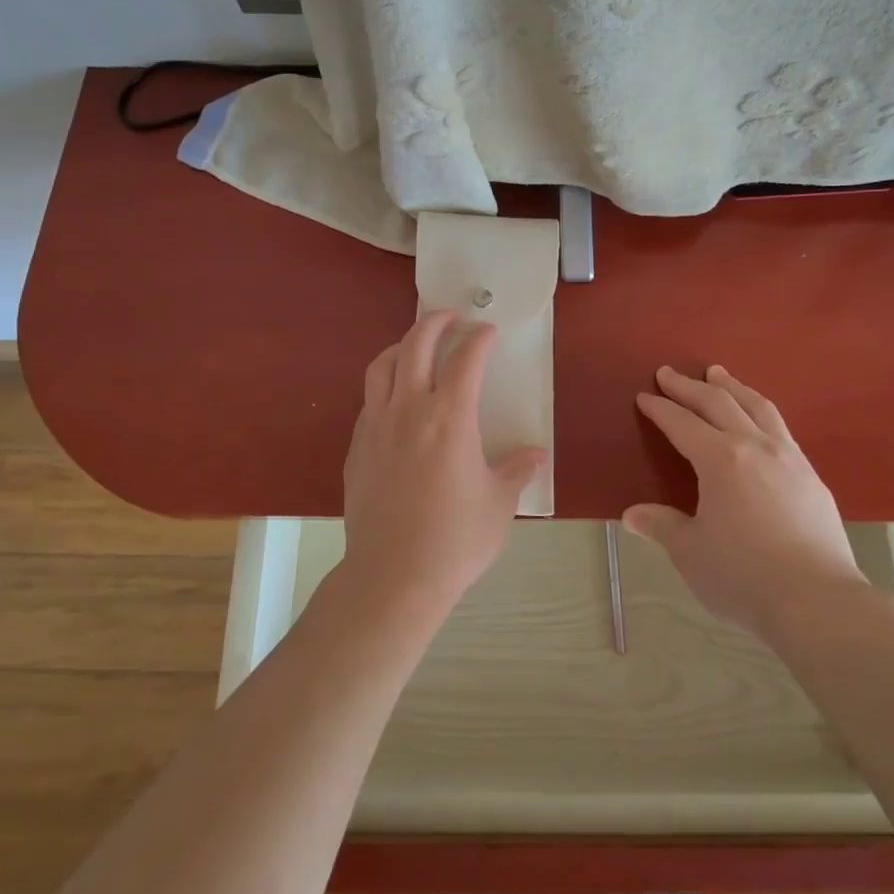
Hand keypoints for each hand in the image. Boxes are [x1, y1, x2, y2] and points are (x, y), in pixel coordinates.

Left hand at [340, 310, 548, 617]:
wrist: (392, 577)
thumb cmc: (455, 540)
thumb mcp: (499, 505)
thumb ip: (517, 471)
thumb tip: (536, 455)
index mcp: (450, 417)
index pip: (466, 359)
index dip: (480, 339)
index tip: (489, 332)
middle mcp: (410, 409)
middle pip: (416, 345)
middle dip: (436, 322)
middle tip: (451, 317)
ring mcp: (377, 425)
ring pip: (383, 365)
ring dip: (402, 346)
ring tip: (417, 346)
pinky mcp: (357, 446)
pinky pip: (369, 399)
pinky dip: (385, 383)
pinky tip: (396, 399)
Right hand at [626, 365, 864, 640]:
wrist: (818, 602)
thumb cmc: (744, 576)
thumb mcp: (691, 553)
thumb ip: (663, 526)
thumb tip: (632, 515)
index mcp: (720, 459)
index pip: (682, 423)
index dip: (660, 409)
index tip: (645, 396)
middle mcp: (754, 446)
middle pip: (718, 403)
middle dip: (689, 386)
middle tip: (669, 373)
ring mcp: (788, 458)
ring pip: (757, 406)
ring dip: (732, 387)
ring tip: (719, 374)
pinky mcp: (811, 476)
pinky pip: (780, 427)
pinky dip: (760, 411)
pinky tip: (759, 421)